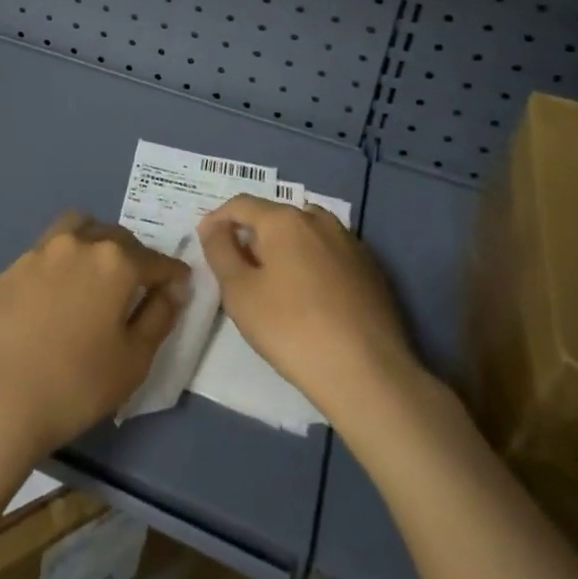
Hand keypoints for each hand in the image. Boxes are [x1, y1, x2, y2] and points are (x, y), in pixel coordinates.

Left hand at [0, 212, 187, 467]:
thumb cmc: (75, 385)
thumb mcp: (133, 361)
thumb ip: (160, 317)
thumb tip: (174, 288)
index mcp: (116, 261)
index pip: (156, 260)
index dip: (172, 274)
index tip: (180, 287)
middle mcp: (79, 243)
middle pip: (117, 237)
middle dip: (134, 256)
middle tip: (137, 288)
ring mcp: (40, 251)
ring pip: (78, 230)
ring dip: (95, 243)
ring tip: (95, 277)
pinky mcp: (11, 268)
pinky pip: (47, 253)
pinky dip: (61, 264)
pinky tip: (55, 298)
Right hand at [199, 194, 421, 427]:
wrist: (368, 374)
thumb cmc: (292, 329)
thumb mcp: (240, 293)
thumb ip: (220, 252)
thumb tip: (213, 227)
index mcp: (284, 219)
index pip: (241, 205)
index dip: (218, 219)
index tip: (206, 241)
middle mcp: (318, 219)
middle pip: (275, 217)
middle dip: (253, 236)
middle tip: (239, 269)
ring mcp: (350, 243)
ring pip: (306, 234)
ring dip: (285, 249)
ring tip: (275, 283)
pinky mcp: (371, 269)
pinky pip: (330, 255)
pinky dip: (313, 265)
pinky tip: (312, 298)